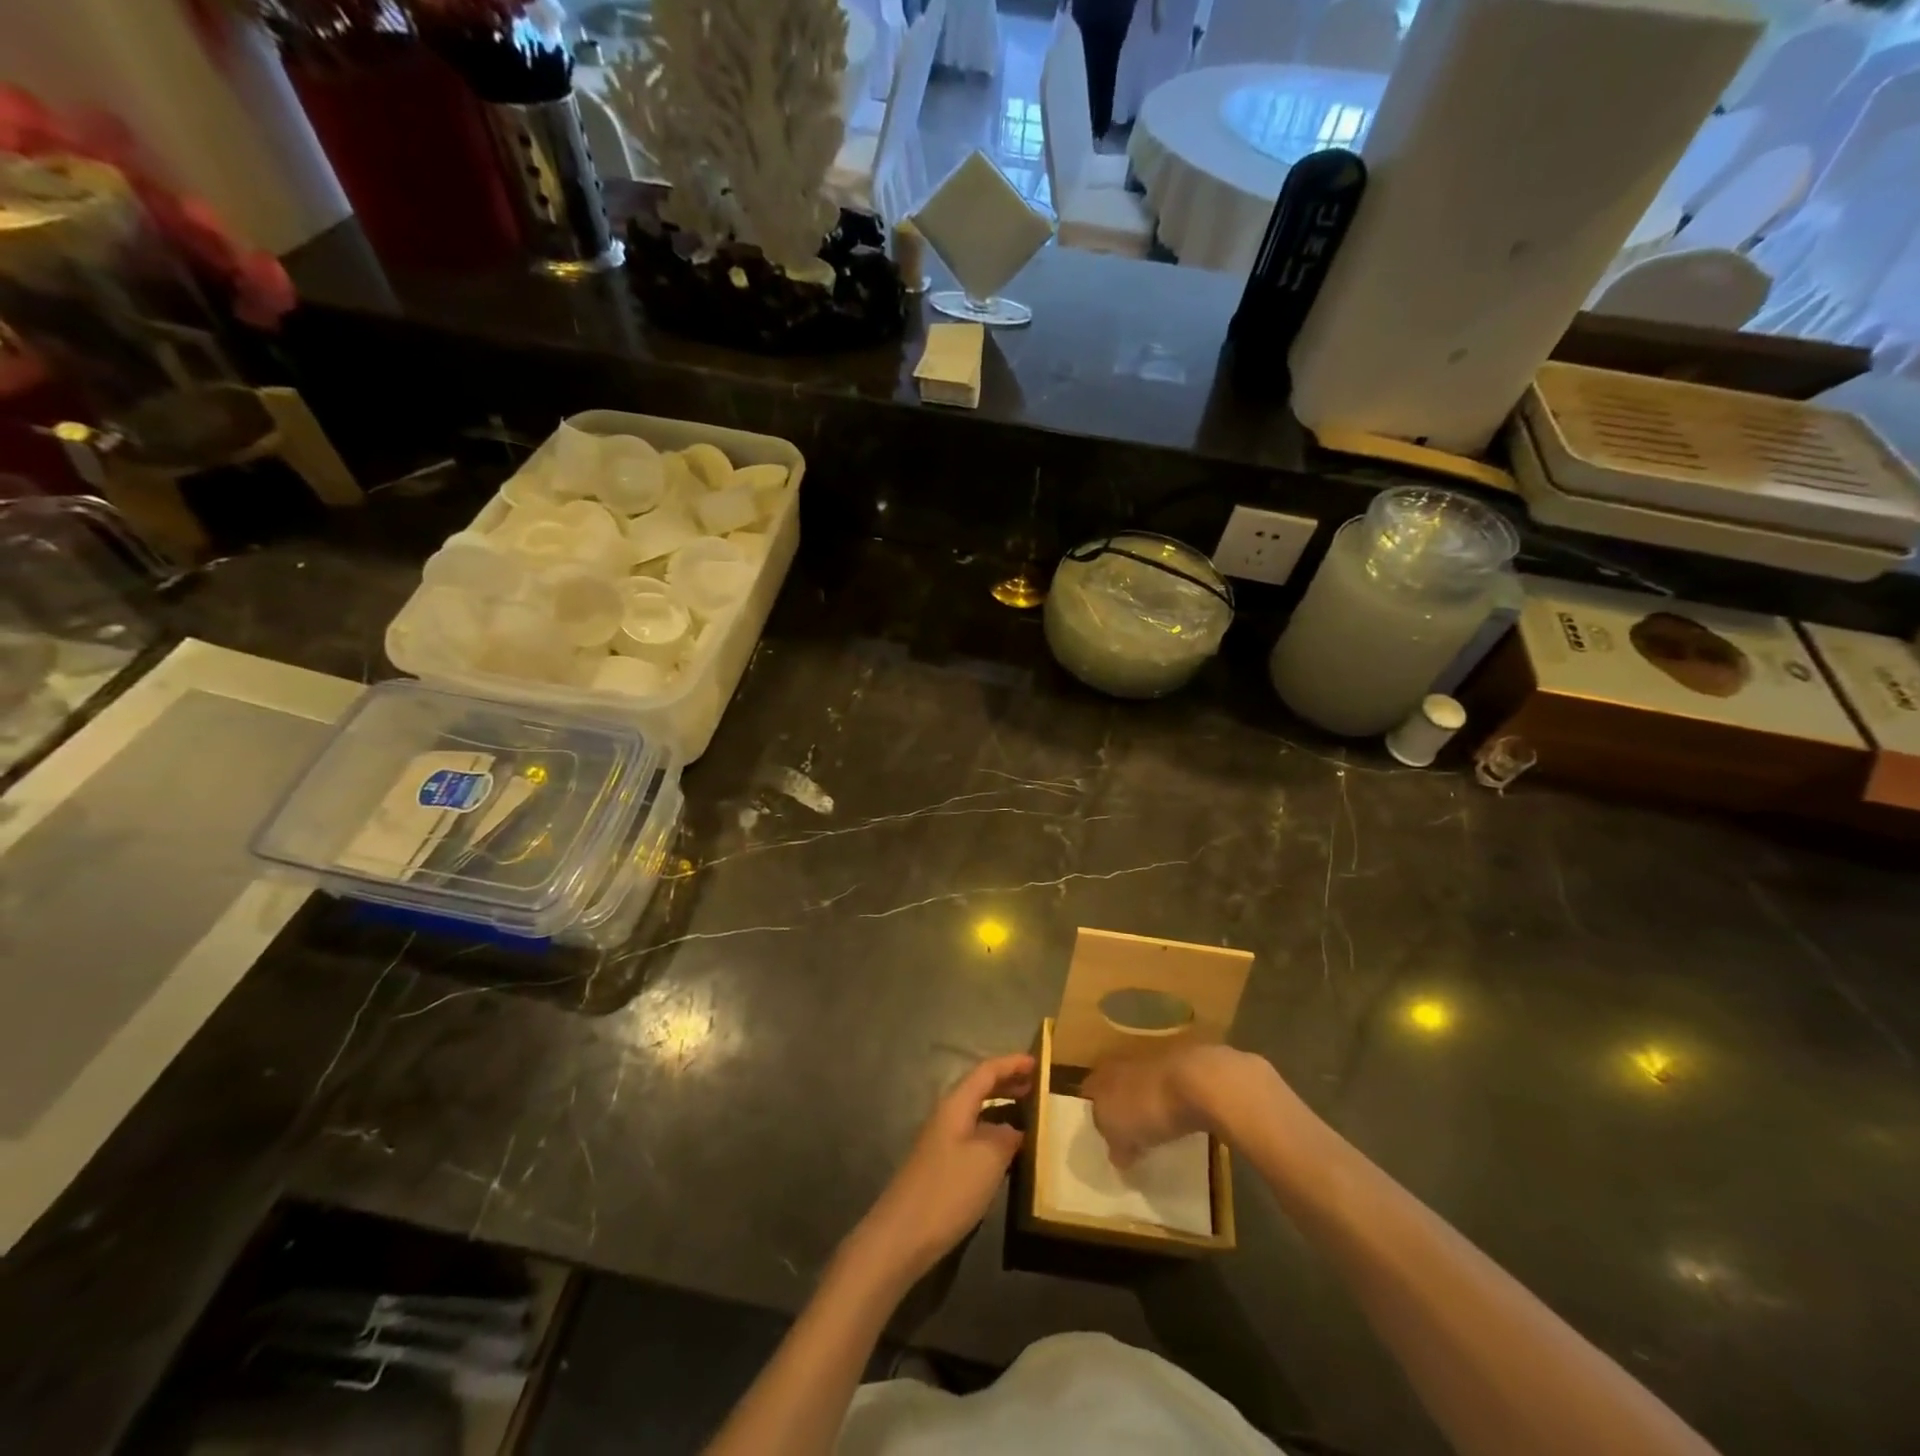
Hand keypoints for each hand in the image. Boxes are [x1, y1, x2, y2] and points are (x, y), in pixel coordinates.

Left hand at [853, 1053, 1033, 1282]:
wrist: (902, 1235)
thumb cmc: (948, 1189)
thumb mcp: (988, 1160)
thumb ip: (1006, 1137)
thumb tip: (1015, 1129)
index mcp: (956, 1104)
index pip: (986, 1071)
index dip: (1011, 1063)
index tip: (1037, 1062)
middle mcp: (947, 1115)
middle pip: (979, 1088)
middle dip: (1007, 1082)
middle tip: (1036, 1085)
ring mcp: (942, 1141)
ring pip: (977, 1113)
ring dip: (1001, 1108)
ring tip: (1028, 1114)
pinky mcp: (942, 1166)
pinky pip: (974, 1135)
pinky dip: (994, 1132)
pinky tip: (1008, 1150)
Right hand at [1083, 1043, 1265, 1167]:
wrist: (1196, 1081)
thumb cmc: (1146, 1107)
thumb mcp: (1122, 1137)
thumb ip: (1116, 1147)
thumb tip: (1118, 1156)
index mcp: (1100, 1075)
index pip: (1087, 1094)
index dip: (1093, 1116)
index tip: (1101, 1137)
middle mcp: (1121, 1062)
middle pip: (1114, 1087)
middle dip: (1119, 1108)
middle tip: (1126, 1136)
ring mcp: (1152, 1061)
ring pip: (1141, 1086)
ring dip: (1145, 1104)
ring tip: (1154, 1132)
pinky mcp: (1180, 1068)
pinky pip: (1167, 1090)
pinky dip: (1169, 1104)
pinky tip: (1177, 1123)